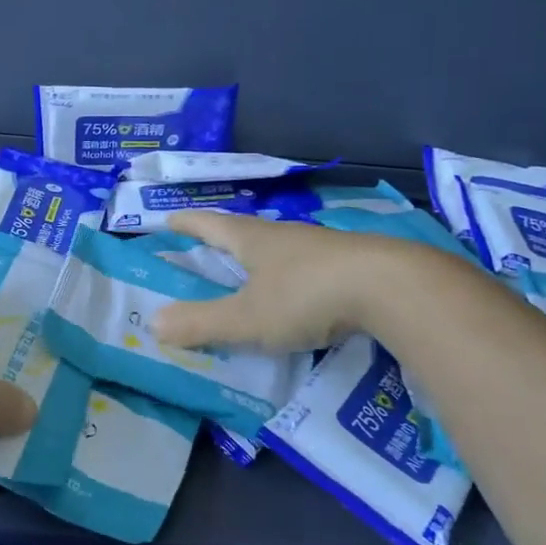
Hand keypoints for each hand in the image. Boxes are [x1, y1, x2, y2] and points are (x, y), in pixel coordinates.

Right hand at [152, 210, 411, 353]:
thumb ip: (202, 323)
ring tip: (252, 273)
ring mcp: (322, 247)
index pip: (209, 224)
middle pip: (245, 232)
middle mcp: (284, 236)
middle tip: (206, 249)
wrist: (394, 287)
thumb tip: (152, 324)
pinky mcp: (353, 264)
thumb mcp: (247, 317)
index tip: (168, 220)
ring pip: (281, 248)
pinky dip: (295, 276)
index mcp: (252, 240)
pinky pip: (311, 266)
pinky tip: (301, 292)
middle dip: (223, 239)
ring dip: (262, 257)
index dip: (187, 223)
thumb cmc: (307, 296)